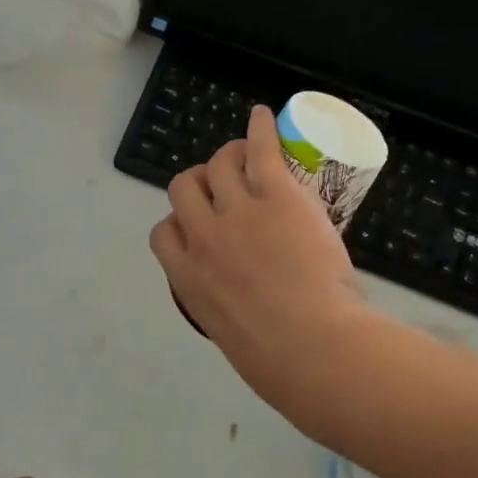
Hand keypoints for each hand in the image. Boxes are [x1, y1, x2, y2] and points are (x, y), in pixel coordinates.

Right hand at [150, 105, 366, 402]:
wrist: (314, 348)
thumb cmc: (279, 362)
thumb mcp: (232, 338)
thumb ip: (226, 309)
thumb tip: (244, 305)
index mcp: (187, 279)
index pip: (163, 234)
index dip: (179, 223)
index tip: (198, 226)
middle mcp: (203, 238)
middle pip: (184, 188)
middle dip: (200, 183)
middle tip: (225, 187)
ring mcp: (237, 212)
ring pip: (218, 163)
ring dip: (228, 156)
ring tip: (247, 155)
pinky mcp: (275, 195)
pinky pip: (260, 149)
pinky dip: (260, 129)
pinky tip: (263, 115)